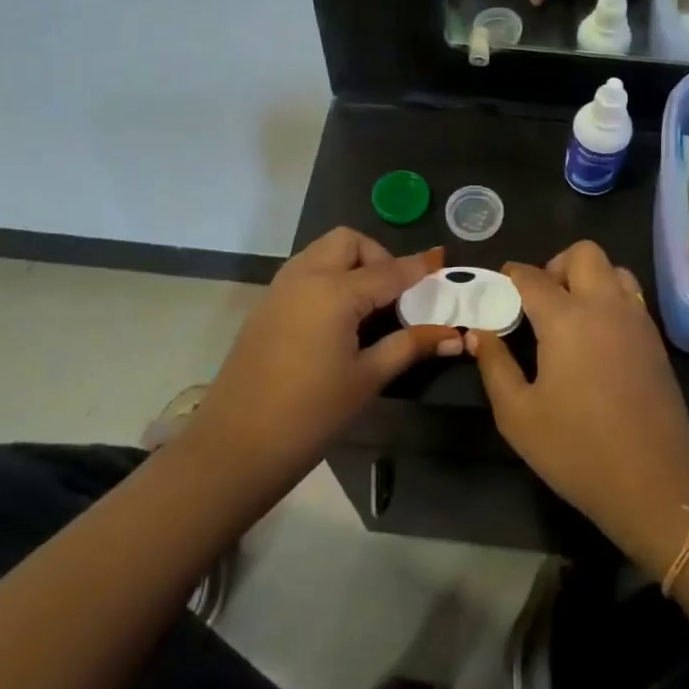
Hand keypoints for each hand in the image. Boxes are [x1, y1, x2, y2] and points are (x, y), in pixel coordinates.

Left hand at [185, 230, 457, 506]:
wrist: (235, 446)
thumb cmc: (310, 414)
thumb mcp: (367, 378)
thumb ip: (410, 346)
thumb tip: (453, 335)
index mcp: (334, 291)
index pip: (389, 270)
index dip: (419, 267)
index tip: (442, 260)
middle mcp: (306, 276)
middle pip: (349, 242)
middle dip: (378, 256)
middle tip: (395, 295)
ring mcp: (280, 288)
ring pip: (323, 252)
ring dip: (352, 263)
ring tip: (370, 306)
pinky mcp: (266, 305)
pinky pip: (305, 271)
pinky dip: (329, 277)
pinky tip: (339, 319)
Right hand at [468, 242, 688, 565]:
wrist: (655, 483)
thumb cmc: (577, 450)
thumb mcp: (518, 415)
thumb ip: (494, 365)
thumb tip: (480, 332)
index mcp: (566, 319)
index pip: (532, 276)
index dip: (510, 277)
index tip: (497, 290)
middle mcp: (605, 306)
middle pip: (583, 253)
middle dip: (555, 265)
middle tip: (539, 301)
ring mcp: (637, 320)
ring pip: (614, 269)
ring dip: (588, 278)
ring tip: (570, 315)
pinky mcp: (655, 339)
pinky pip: (630, 296)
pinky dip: (609, 298)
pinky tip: (595, 338)